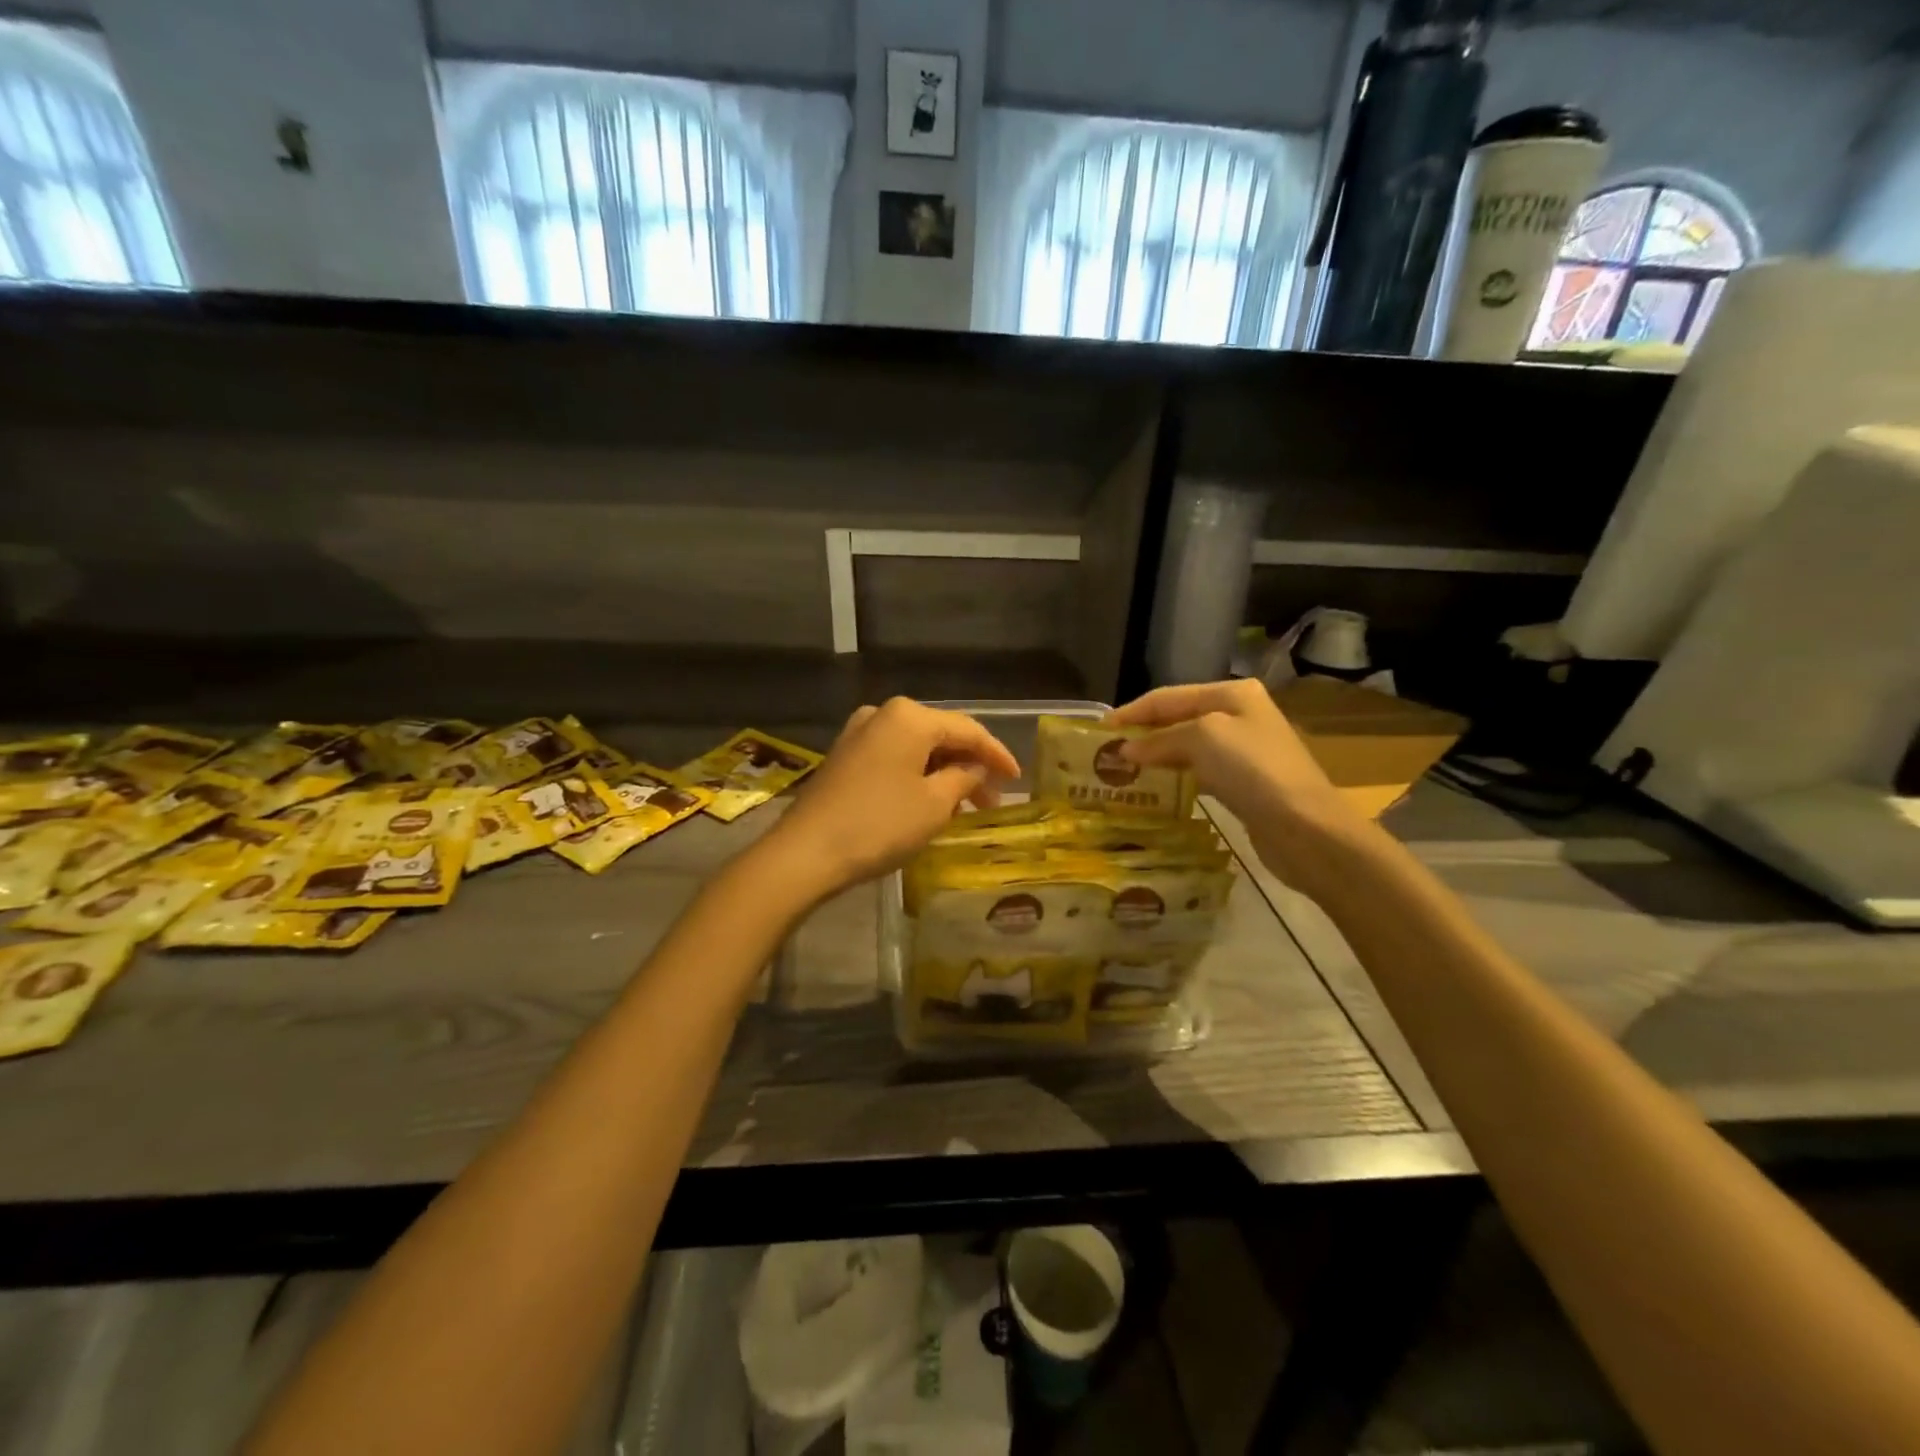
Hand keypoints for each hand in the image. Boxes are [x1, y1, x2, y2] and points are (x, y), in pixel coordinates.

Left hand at [757, 698, 1020, 902]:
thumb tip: (975, 768)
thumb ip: (964, 778)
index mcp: (909, 716)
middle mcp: (883, 714)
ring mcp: (859, 734)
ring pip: (917, 748)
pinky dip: (917, 775)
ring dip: (944, 773)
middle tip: (992, 799)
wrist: (806, 852)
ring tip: (964, 806)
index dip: (997, 754)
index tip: (1018, 779)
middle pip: (941, 735)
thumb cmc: (880, 824)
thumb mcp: (935, 804)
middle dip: (969, 765)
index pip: (968, 730)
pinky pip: (894, 758)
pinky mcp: (844, 756)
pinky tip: (929, 801)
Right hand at [1110, 679, 1373, 891]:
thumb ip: (1160, 739)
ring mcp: (1244, 749)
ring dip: (1156, 755)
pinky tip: (1156, 786)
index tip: (1098, 731)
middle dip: (1143, 733)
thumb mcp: (1202, 738)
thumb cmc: (1252, 770)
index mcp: (1231, 693)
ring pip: (1187, 745)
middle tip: (1107, 752)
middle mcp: (1239, 714)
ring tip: (1124, 769)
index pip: (1167, 696)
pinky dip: (1175, 774)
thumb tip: (1127, 749)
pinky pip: (1199, 771)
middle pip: (1178, 718)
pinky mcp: (1245, 782)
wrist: (1305, 827)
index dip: (1131, 711)